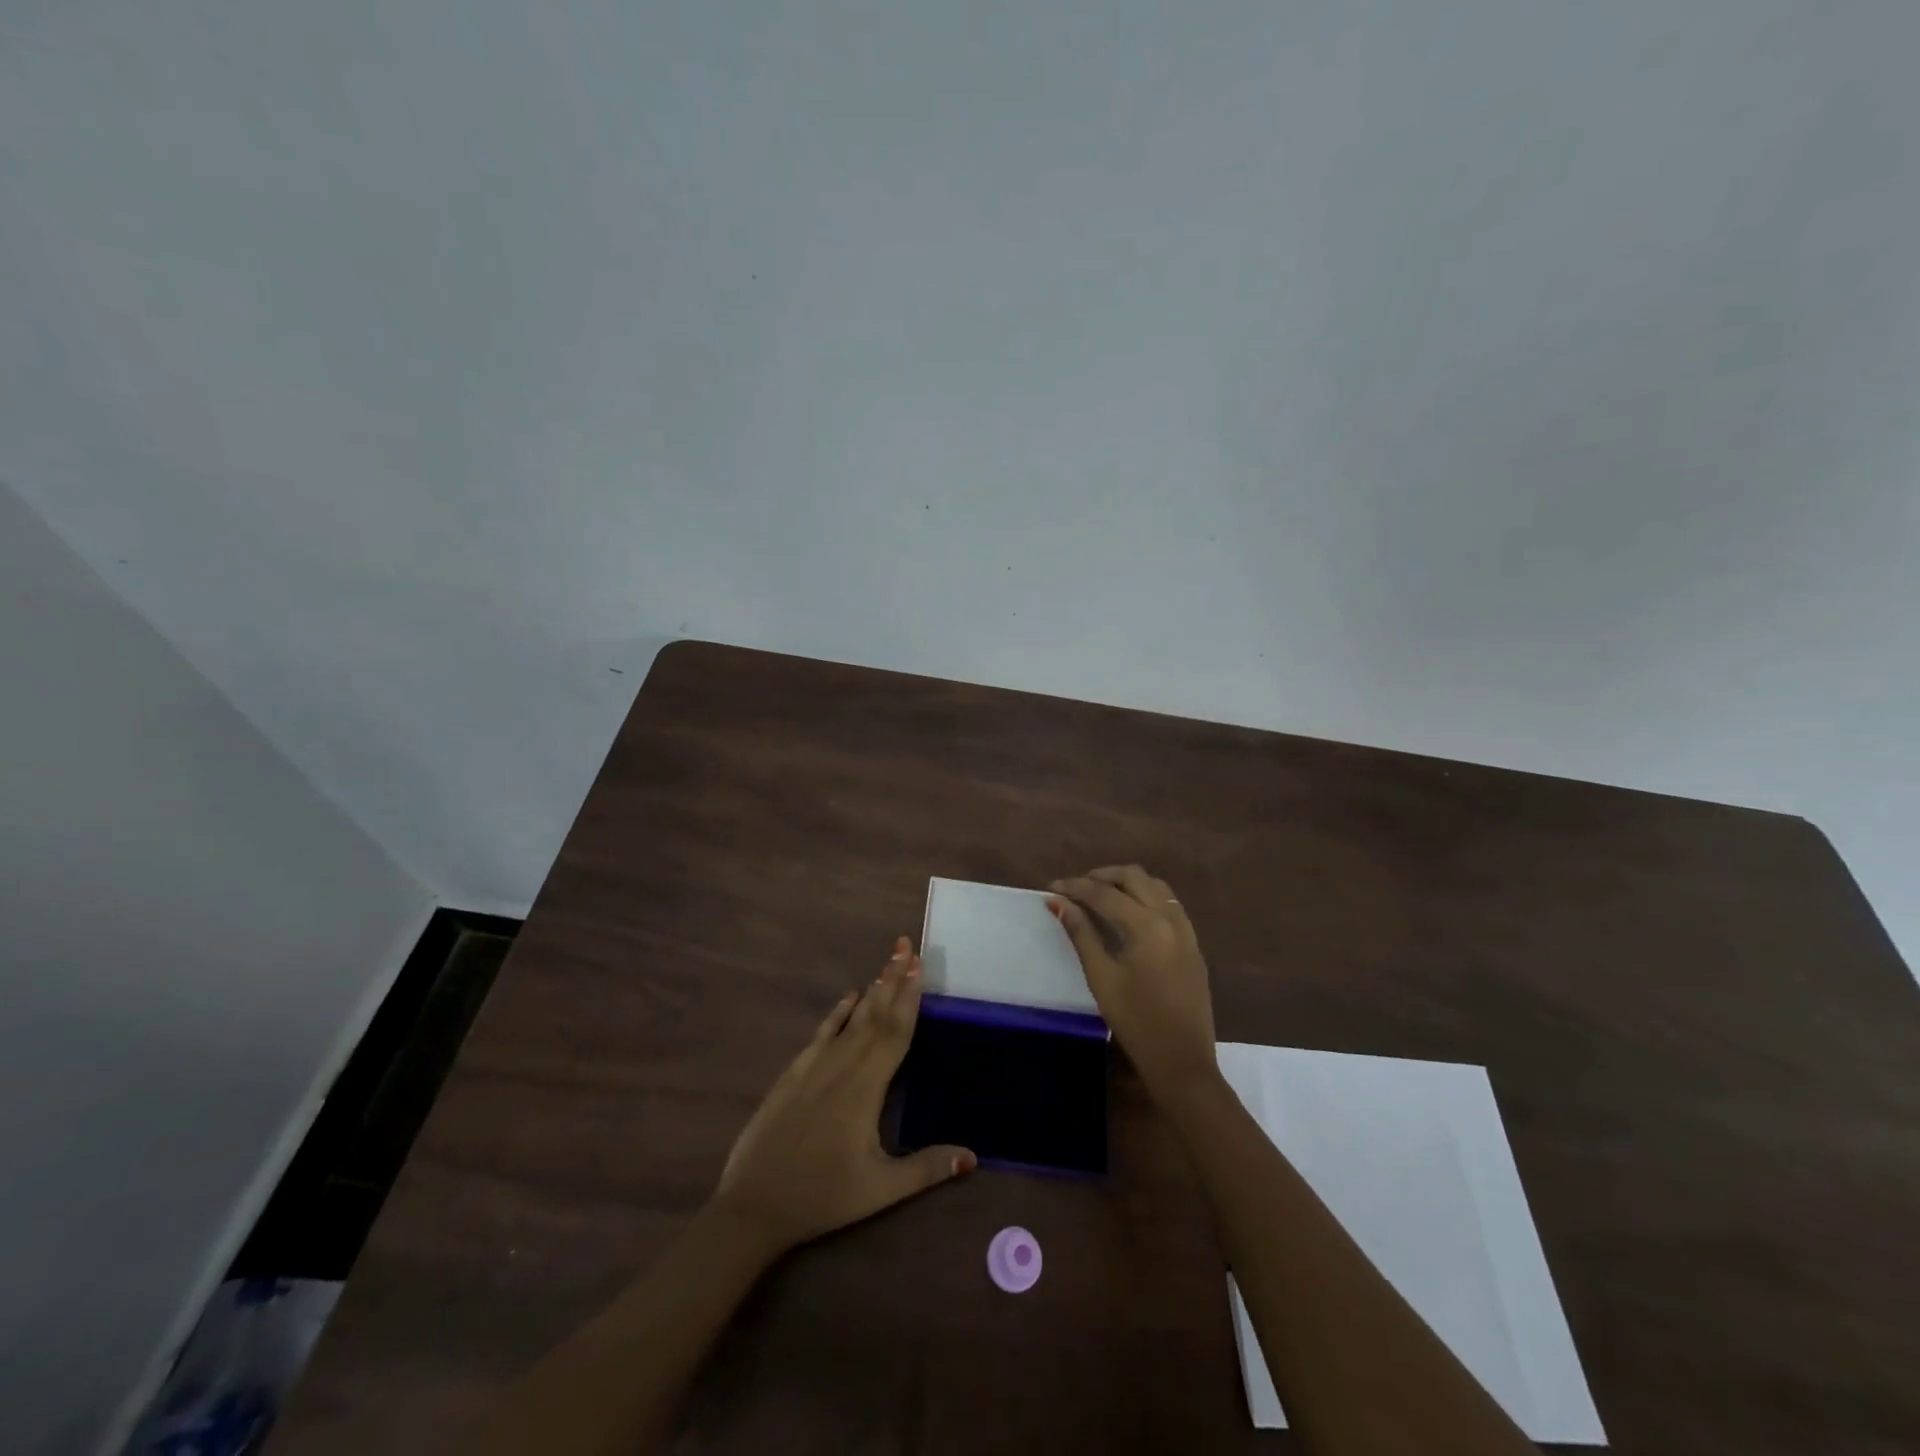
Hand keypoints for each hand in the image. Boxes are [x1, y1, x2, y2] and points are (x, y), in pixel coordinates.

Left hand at [710, 937, 975, 1255]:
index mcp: (866, 1087)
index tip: (918, 964)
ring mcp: (814, 1066)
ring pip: (851, 1019)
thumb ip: (926, 1168)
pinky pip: (823, 1033)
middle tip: (906, 945)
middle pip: (875, 1014)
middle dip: (893, 978)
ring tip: (888, 963)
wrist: (754, 1204)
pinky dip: (838, 1012)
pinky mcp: (794, 1074)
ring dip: (872, 989)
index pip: (895, 1032)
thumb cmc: (822, 1196)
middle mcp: (842, 1066)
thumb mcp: (879, 1189)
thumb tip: (973, 1157)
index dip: (909, 997)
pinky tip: (849, 997)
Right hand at [1049, 866, 1217, 1097]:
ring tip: (1100, 896)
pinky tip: (1128, 913)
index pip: (1104, 893)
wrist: (1182, 1061)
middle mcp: (1170, 918)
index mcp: (1147, 926)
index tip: (1051, 888)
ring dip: (1126, 883)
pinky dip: (1145, 896)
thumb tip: (1059, 902)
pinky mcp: (1193, 943)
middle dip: (1102, 876)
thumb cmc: (1136, 1022)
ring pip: (1155, 885)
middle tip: (1076, 888)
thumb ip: (1081, 934)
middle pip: (1134, 876)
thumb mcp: (1101, 978)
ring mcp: (1186, 929)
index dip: (1075, 887)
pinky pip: (1168, 903)